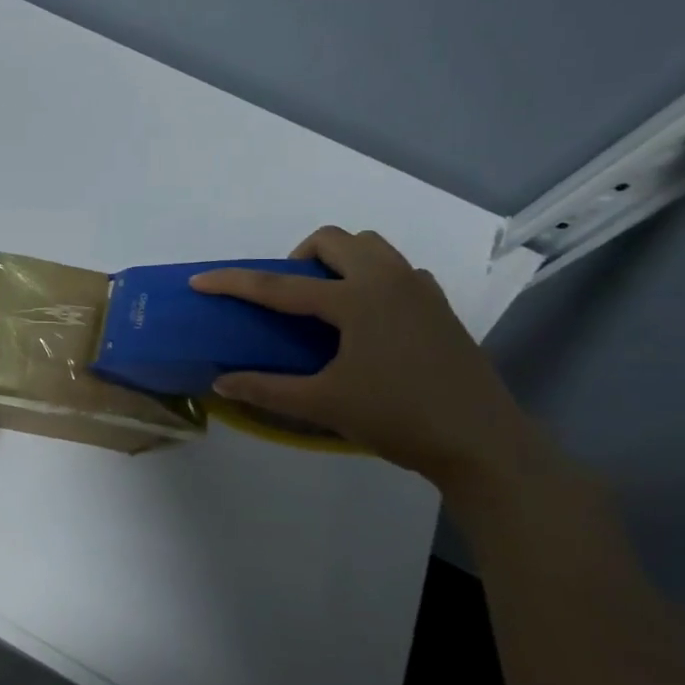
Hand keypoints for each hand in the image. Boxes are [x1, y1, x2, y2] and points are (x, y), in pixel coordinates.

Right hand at [191, 228, 537, 491]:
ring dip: (339, 259)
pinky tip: (368, 318)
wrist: (484, 444)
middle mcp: (388, 281)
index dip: (234, 282)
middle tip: (288, 295)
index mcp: (355, 300)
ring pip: (371, 246)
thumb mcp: (324, 404)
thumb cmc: (399, 418)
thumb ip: (267, 389)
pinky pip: (398, 269)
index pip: (278, 285)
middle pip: (334, 239)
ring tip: (326, 300)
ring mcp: (420, 290)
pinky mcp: (440, 306)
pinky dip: (372, 277)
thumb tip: (222, 382)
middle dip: (299, 256)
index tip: (200, 280)